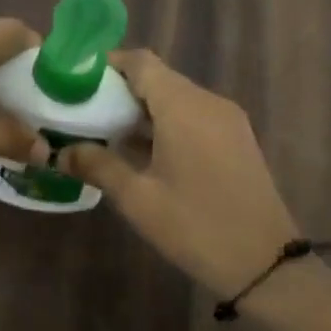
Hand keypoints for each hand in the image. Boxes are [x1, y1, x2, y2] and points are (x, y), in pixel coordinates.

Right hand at [61, 50, 298, 294]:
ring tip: (104, 131)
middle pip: (157, 77)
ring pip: (174, 97)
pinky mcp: (236, 140)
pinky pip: (192, 116)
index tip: (76, 82)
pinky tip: (140, 152)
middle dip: (118, 90)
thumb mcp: (137, 198)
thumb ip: (97, 166)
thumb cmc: (196, 227)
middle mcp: (208, 103)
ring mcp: (227, 121)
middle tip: (83, 110)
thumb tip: (61, 152)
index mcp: (184, 107)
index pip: (140, 62)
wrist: (268, 268)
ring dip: (140, 109)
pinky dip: (163, 123)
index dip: (106, 65)